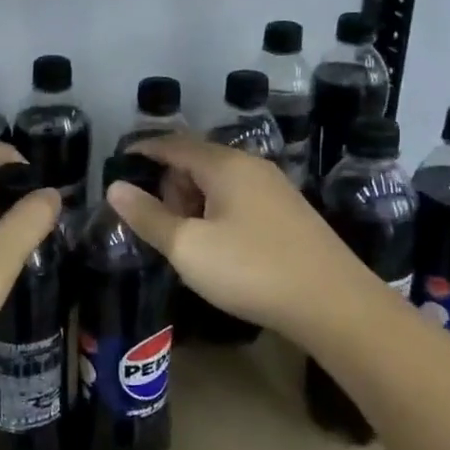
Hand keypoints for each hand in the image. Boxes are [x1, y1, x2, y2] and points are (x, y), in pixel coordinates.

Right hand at [108, 134, 384, 342]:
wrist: (334, 304)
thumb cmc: (251, 270)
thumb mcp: (188, 247)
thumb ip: (148, 217)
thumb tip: (115, 189)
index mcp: (225, 165)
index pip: (173, 144)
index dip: (144, 150)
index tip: (119, 161)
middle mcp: (252, 167)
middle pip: (197, 161)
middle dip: (169, 184)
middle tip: (157, 221)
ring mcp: (275, 189)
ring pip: (219, 182)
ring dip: (193, 201)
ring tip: (186, 240)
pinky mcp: (289, 213)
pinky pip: (239, 199)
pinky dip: (217, 212)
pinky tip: (219, 246)